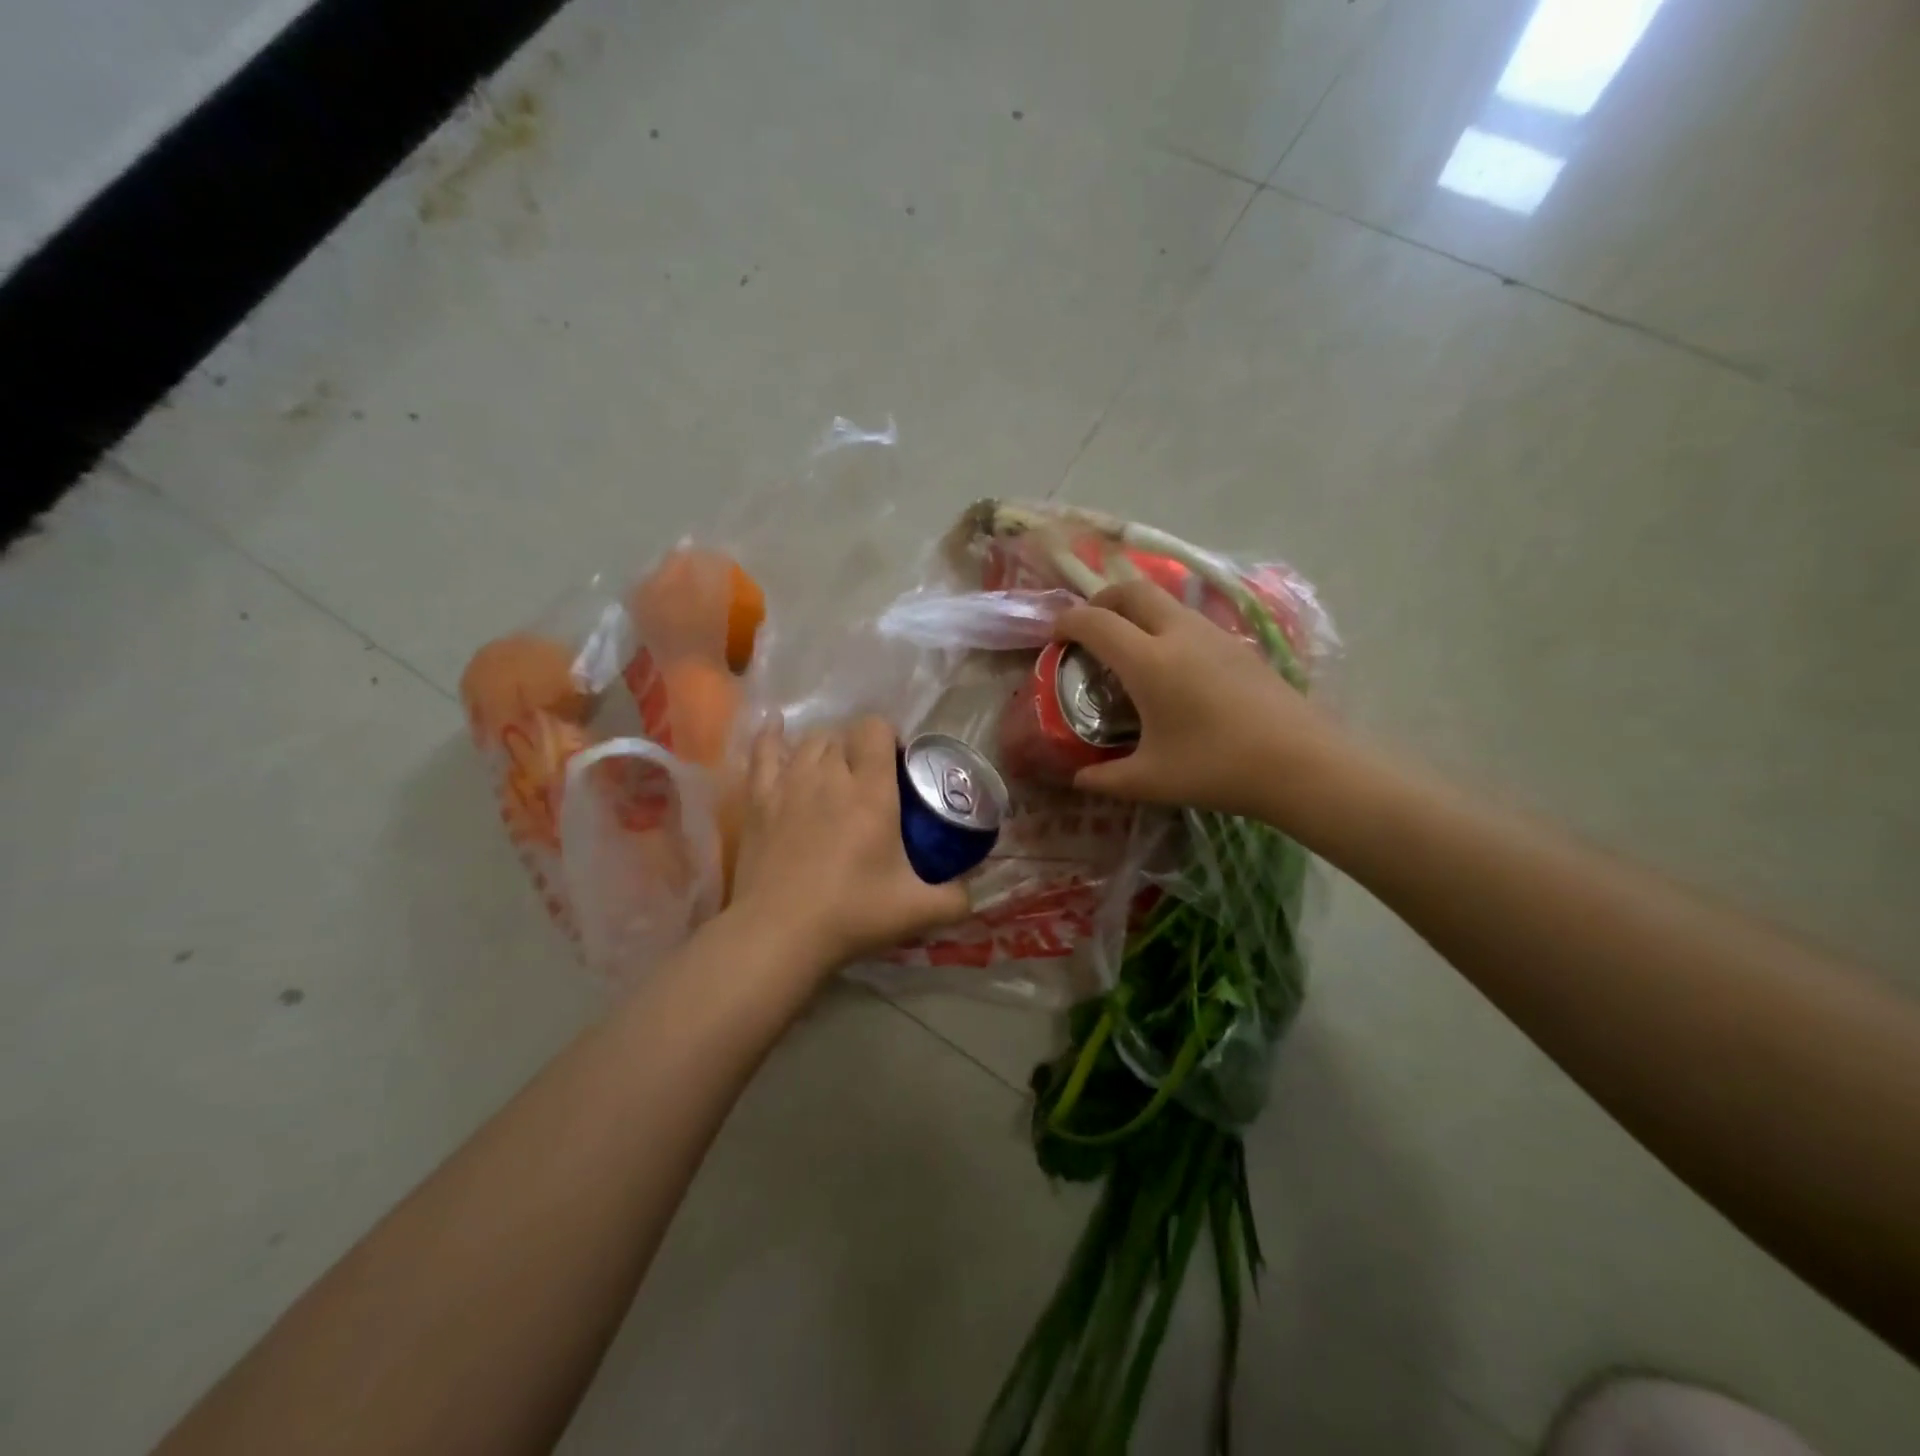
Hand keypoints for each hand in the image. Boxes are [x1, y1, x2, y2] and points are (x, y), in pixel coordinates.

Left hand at [727, 716, 971, 972]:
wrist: (778, 934)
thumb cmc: (851, 915)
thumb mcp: (918, 910)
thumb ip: (956, 897)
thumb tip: (971, 891)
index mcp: (871, 791)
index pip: (875, 729)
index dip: (888, 736)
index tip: (898, 764)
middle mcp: (830, 775)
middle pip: (843, 735)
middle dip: (859, 748)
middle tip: (870, 781)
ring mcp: (788, 784)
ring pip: (809, 742)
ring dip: (826, 748)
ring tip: (835, 772)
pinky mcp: (758, 800)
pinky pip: (763, 753)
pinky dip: (772, 737)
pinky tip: (776, 728)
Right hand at [1056, 580, 1345, 821]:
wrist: (1301, 763)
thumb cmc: (1217, 768)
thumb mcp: (1151, 780)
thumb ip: (1105, 779)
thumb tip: (1078, 779)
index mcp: (1148, 661)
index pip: (1095, 622)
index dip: (1067, 622)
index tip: (1054, 637)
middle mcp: (1178, 634)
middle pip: (1131, 590)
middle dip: (1101, 600)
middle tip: (1089, 628)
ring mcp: (1213, 634)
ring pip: (1164, 601)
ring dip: (1136, 610)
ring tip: (1127, 645)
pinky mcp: (1238, 645)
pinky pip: (1188, 620)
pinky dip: (1164, 626)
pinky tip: (1170, 666)